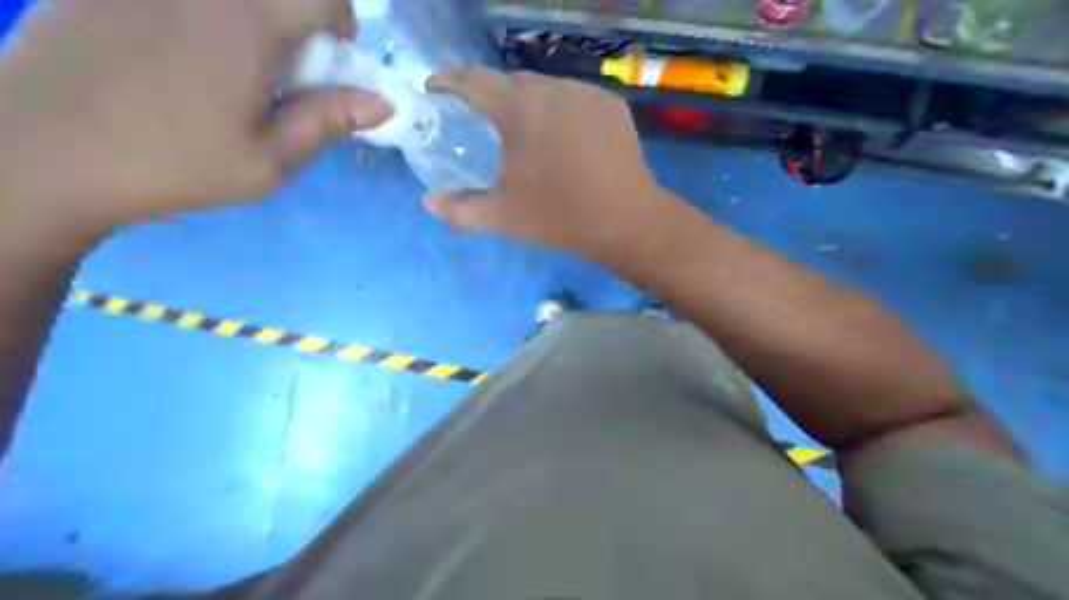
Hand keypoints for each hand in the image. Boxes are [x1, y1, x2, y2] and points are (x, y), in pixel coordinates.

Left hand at [0, 0, 391, 239]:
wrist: (39, 149)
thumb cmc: (174, 163)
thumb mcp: (268, 160)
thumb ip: (328, 121)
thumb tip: (383, 102)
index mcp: (248, 23)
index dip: (341, 26)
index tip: (329, 62)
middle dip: (298, 18)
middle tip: (281, 63)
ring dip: (253, 19)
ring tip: (230, 62)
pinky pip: (185, 0)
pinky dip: (203, 17)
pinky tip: (176, 53)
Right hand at [425, 67, 674, 261]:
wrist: (627, 221)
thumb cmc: (559, 217)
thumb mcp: (503, 216)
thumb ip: (460, 210)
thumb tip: (428, 202)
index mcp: (519, 109)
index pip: (472, 80)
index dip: (448, 80)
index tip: (435, 88)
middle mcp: (552, 88)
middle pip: (511, 82)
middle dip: (492, 97)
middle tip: (485, 123)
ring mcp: (586, 93)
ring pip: (546, 88)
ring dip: (530, 104)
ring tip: (528, 134)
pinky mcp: (612, 104)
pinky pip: (575, 98)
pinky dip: (561, 111)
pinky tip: (564, 138)